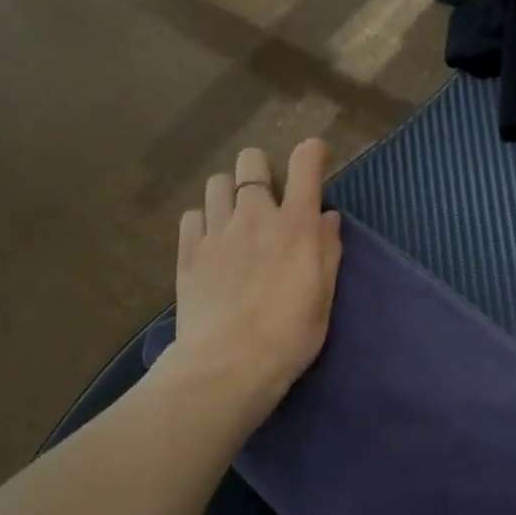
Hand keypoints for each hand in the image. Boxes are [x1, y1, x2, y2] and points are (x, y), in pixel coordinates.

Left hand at [167, 140, 342, 424]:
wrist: (230, 363)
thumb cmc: (291, 334)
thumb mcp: (323, 295)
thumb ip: (327, 250)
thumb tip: (327, 217)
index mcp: (295, 226)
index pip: (305, 166)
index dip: (311, 152)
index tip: (314, 153)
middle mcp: (254, 216)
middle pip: (251, 162)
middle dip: (261, 169)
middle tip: (267, 195)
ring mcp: (216, 231)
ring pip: (217, 183)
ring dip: (229, 192)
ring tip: (235, 217)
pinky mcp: (188, 252)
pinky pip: (192, 215)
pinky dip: (204, 220)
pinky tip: (212, 242)